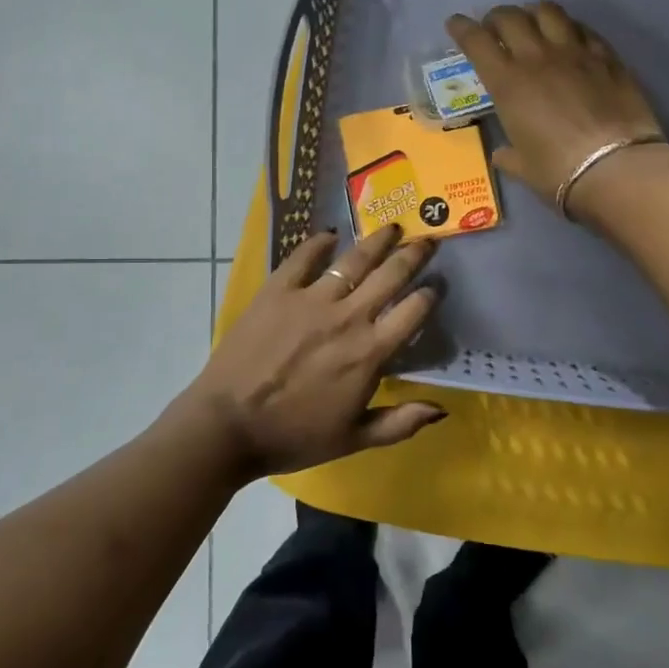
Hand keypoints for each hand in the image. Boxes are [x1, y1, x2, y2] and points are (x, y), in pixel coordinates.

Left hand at [188, 224, 445, 477]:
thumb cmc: (293, 436)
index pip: (413, 312)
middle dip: (413, 255)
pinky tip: (330, 235)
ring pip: (354, 260)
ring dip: (377, 241)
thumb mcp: (353, 439)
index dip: (429, 294)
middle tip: (426, 241)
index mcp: (369, 353)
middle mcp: (347, 317)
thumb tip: (441, 410)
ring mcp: (311, 299)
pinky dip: (319, 242)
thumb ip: (400, 423)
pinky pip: (303, 257)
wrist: (228, 424)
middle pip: (390, 275)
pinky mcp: (277, 290)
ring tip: (392, 228)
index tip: (437, 285)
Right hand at [447, 3, 668, 215]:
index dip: (462, 28)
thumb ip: (509, 155)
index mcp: (507, 84)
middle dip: (496, 17)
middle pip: (510, 17)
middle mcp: (536, 58)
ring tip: (531, 22)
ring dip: (533, 12)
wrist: (615, 167)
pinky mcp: (606, 56)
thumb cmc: (558, 171)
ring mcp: (574, 52)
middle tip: (493, 27)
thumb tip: (502, 154)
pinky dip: (568, 27)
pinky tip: (569, 35)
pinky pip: (582, 28)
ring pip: (548, 12)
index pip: (476, 42)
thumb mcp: (523, 166)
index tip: (455, 23)